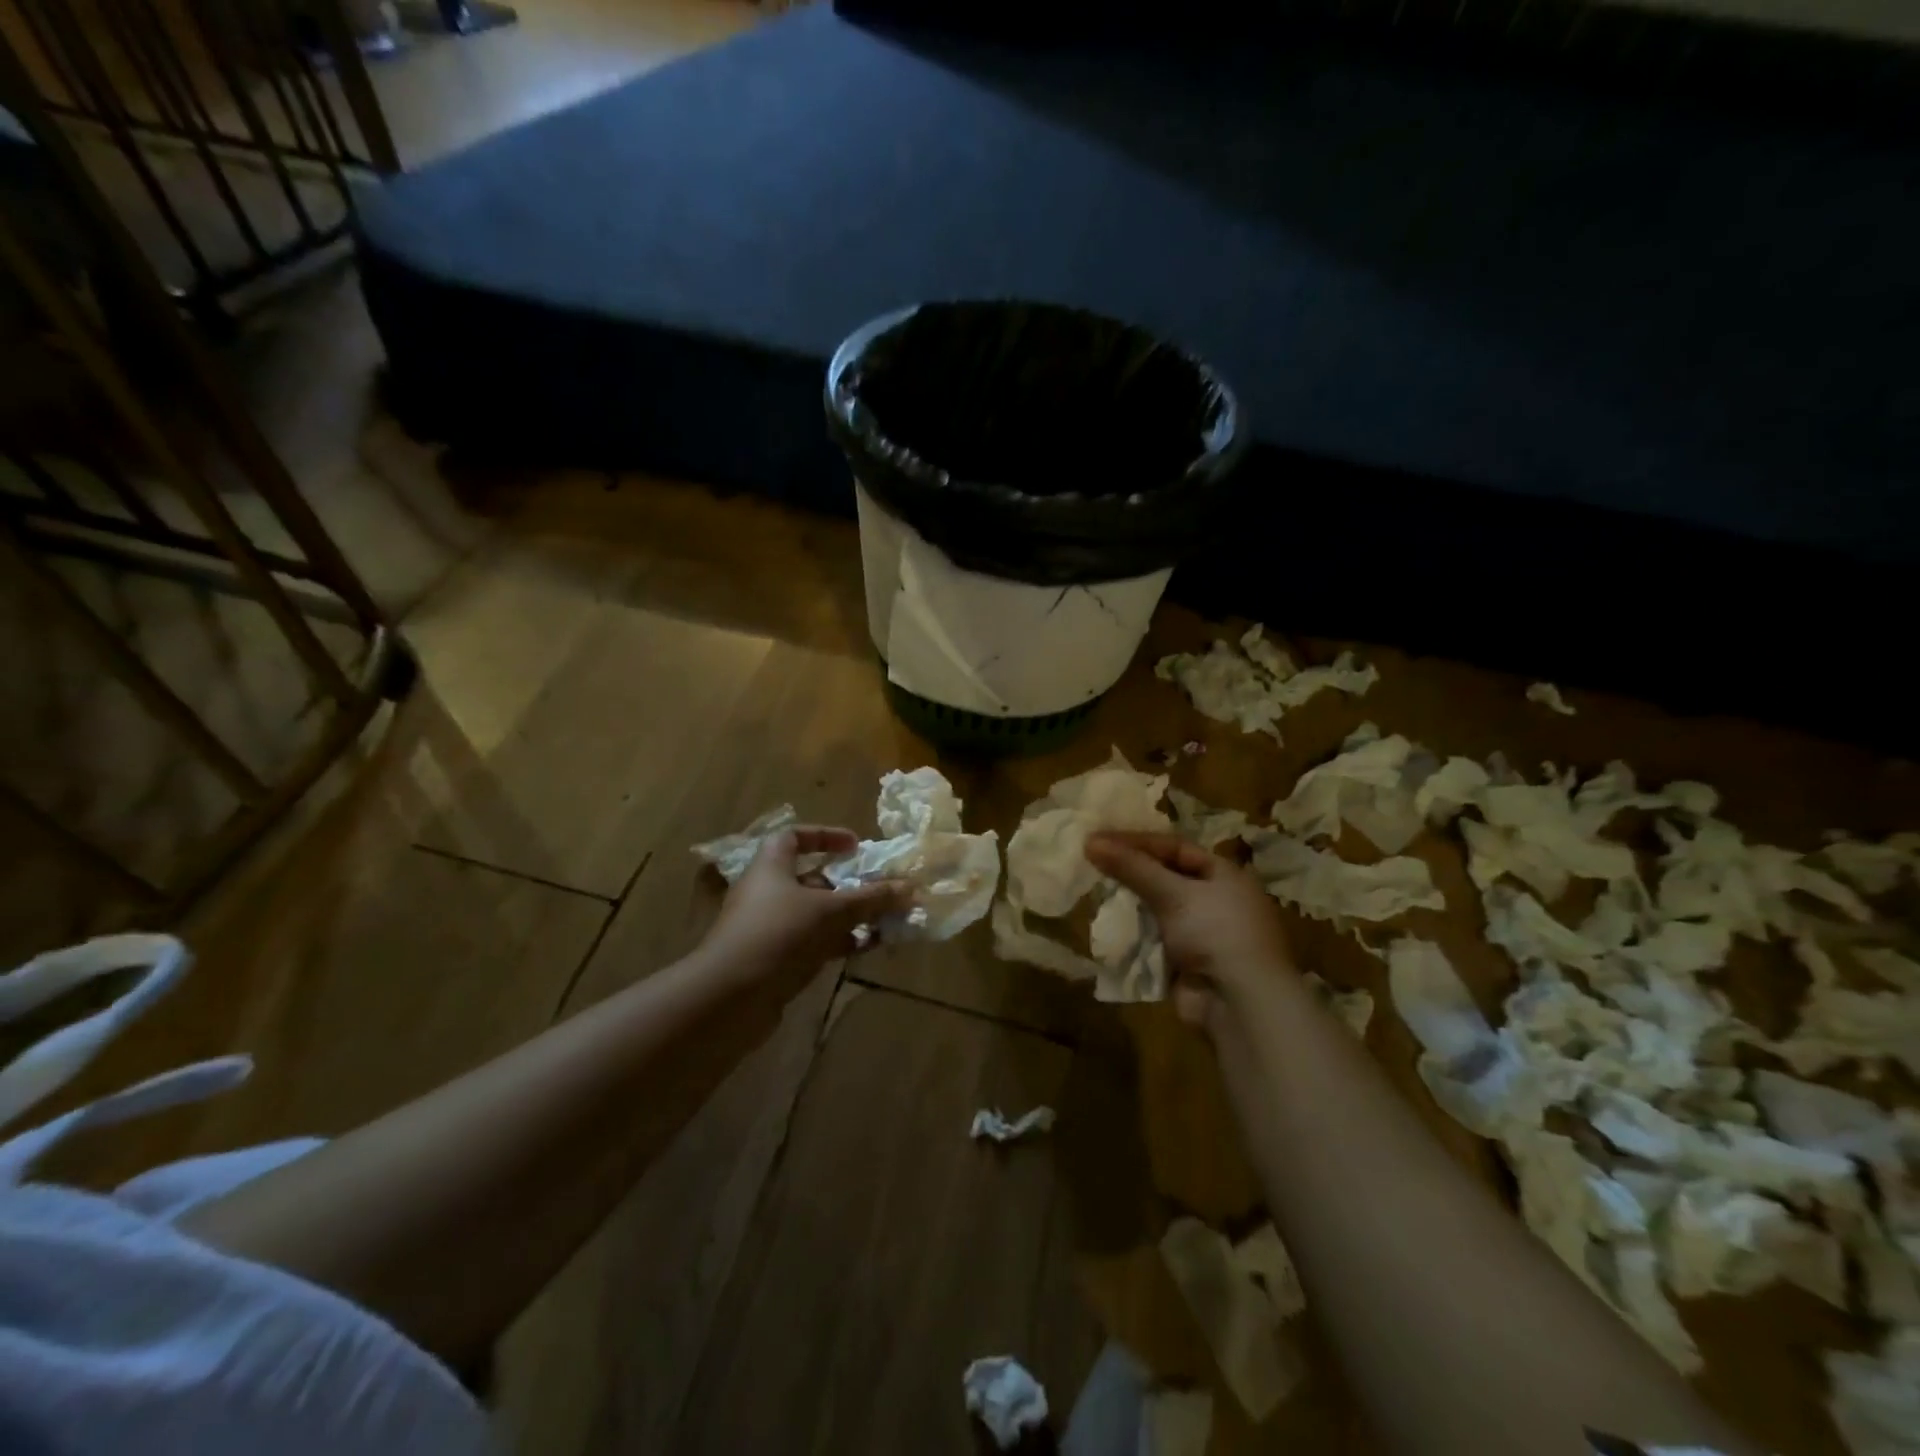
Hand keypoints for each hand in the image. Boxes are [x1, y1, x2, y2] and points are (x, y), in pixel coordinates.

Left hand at [701, 827, 908, 987]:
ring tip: (885, 920)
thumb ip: (871, 898)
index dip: (826, 836)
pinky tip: (867, 947)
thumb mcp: (831, 910)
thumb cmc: (779, 934)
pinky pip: (813, 942)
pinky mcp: (775, 959)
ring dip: (849, 915)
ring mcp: (770, 927)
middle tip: (881, 888)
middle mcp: (768, 892)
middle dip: (849, 883)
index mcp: (771, 866)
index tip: (856, 846)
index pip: (795, 837)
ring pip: (816, 914)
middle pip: (812, 878)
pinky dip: (839, 941)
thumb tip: (911, 888)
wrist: (730, 998)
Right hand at [1084, 831, 1294, 1025]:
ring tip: (1094, 891)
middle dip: (1130, 872)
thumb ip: (1133, 868)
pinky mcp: (1186, 961)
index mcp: (1224, 875)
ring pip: (1157, 908)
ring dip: (1130, 903)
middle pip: (1165, 877)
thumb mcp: (1174, 893)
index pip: (1174, 847)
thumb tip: (1090, 841)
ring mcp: (1202, 933)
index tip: (1099, 839)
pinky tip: (1108, 925)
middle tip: (1092, 863)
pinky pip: (1154, 938)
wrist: (1241, 1004)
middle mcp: (1216, 899)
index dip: (1136, 842)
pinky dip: (1134, 932)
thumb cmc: (1216, 932)